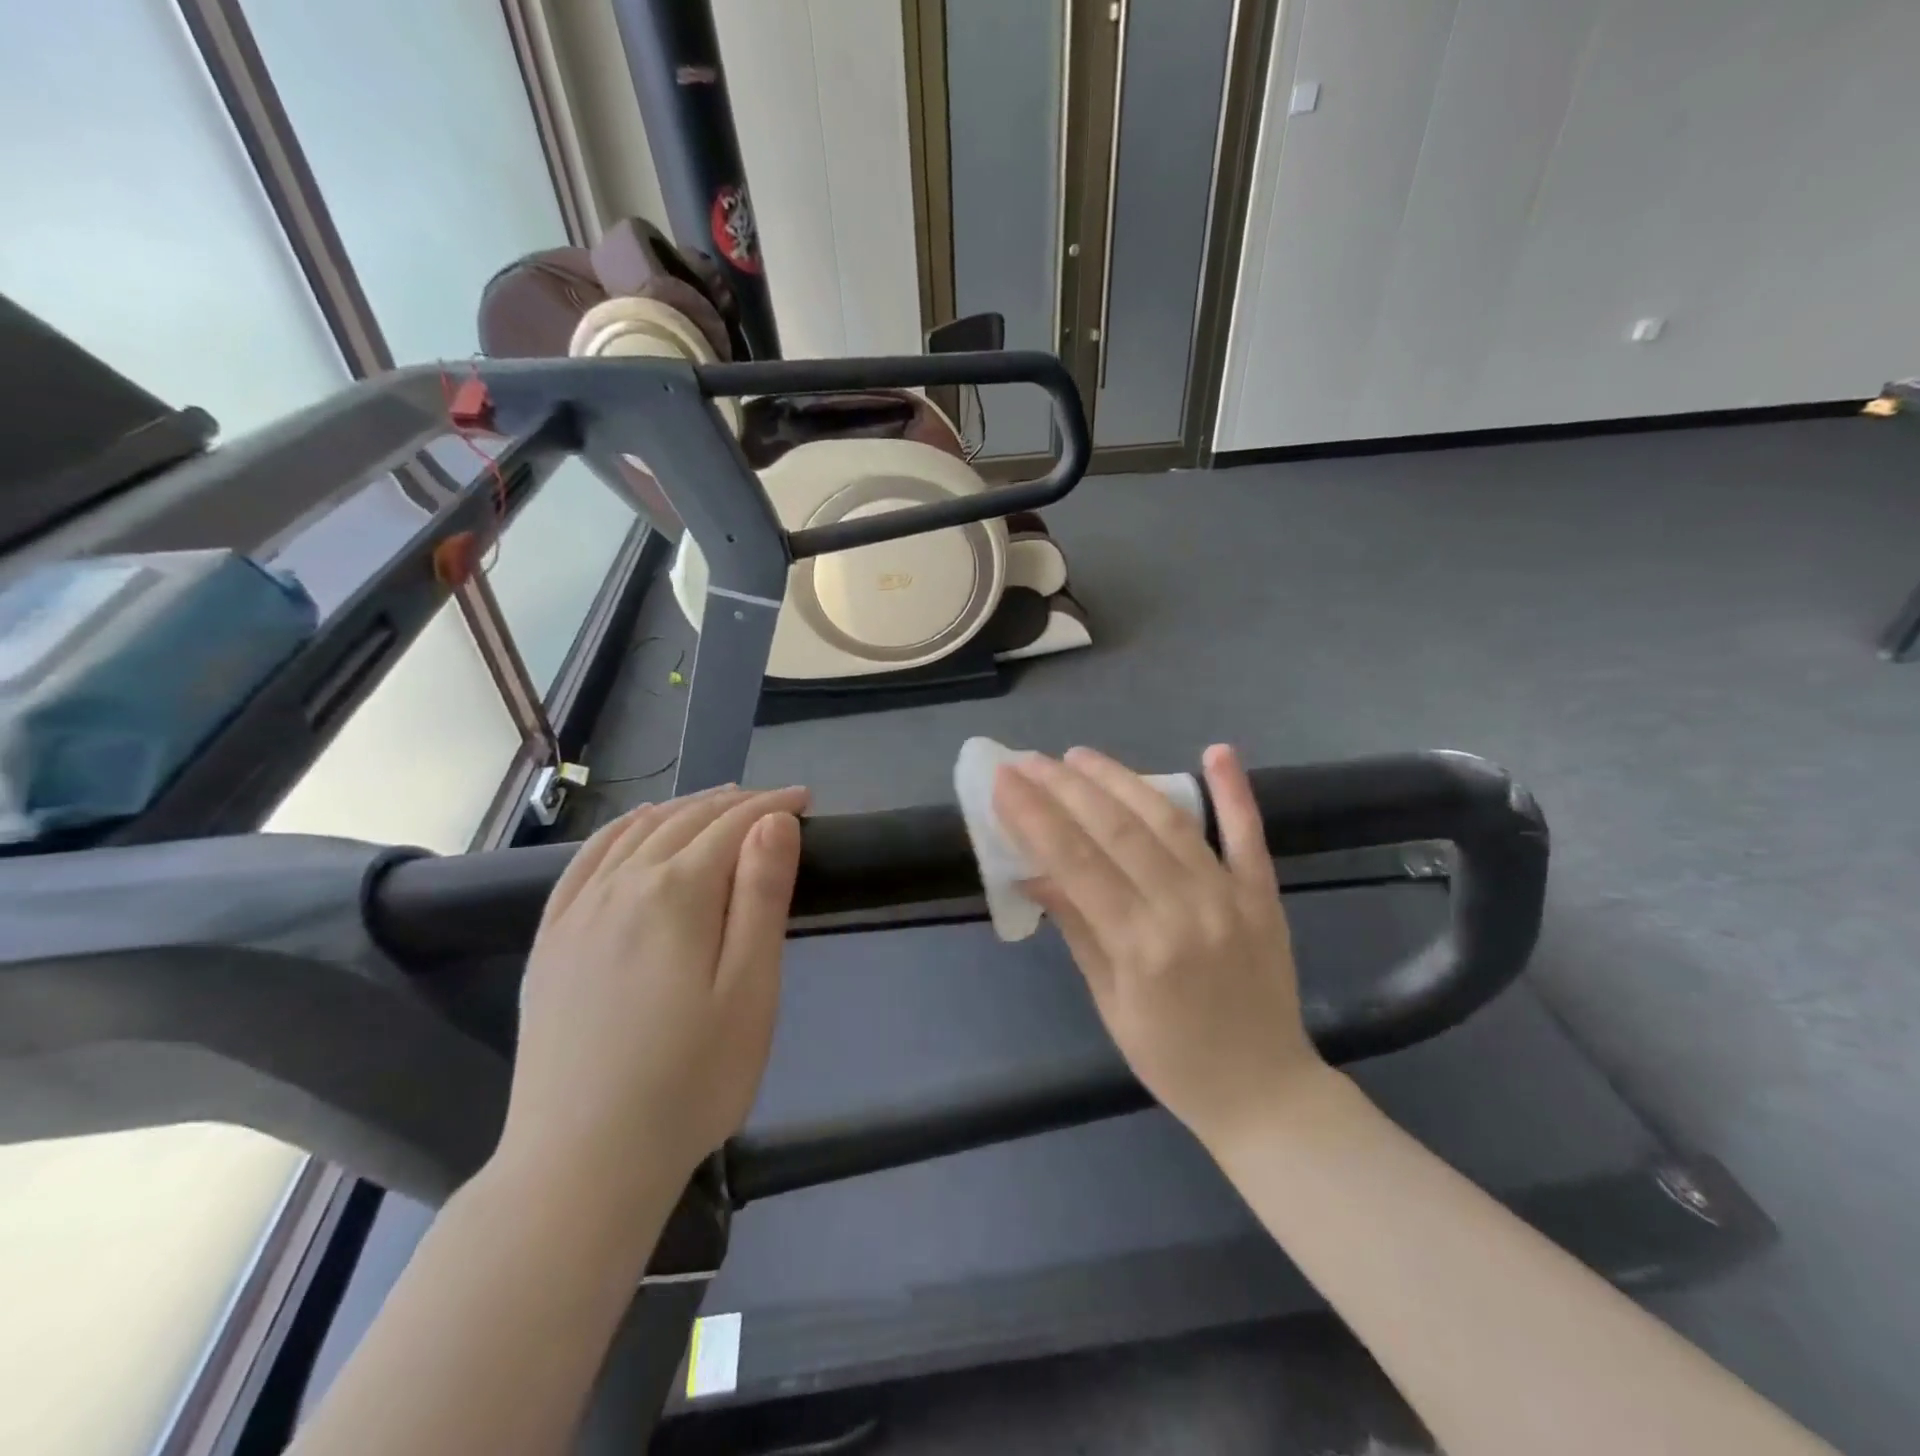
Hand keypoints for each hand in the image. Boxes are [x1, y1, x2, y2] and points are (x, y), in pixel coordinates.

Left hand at [500, 786, 808, 1200]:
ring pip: (635, 832)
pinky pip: (586, 861)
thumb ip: (761, 896)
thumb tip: (772, 821)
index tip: (805, 800)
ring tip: (718, 806)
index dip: (773, 806)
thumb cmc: (691, 1079)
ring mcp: (578, 912)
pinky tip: (637, 829)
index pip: (733, 826)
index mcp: (676, 893)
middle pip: (685, 821)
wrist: (582, 1163)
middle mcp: (622, 885)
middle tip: (773, 803)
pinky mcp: (551, 941)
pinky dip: (621, 831)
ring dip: (682, 809)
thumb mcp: (750, 990)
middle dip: (735, 803)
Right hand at [994, 745, 1323, 1153]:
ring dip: (1120, 780)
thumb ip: (1076, 927)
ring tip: (1079, 756)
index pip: (1076, 862)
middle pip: (1116, 830)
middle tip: (1028, 760)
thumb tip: (1033, 872)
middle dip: (1064, 787)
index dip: (1035, 815)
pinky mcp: (1263, 895)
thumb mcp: (1108, 1002)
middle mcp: (1185, 909)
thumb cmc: (1172, 1059)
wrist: (1266, 1093)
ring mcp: (1230, 896)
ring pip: (1168, 820)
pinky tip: (1217, 751)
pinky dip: (1235, 790)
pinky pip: (1249, 835)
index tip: (1004, 780)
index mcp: (1141, 946)